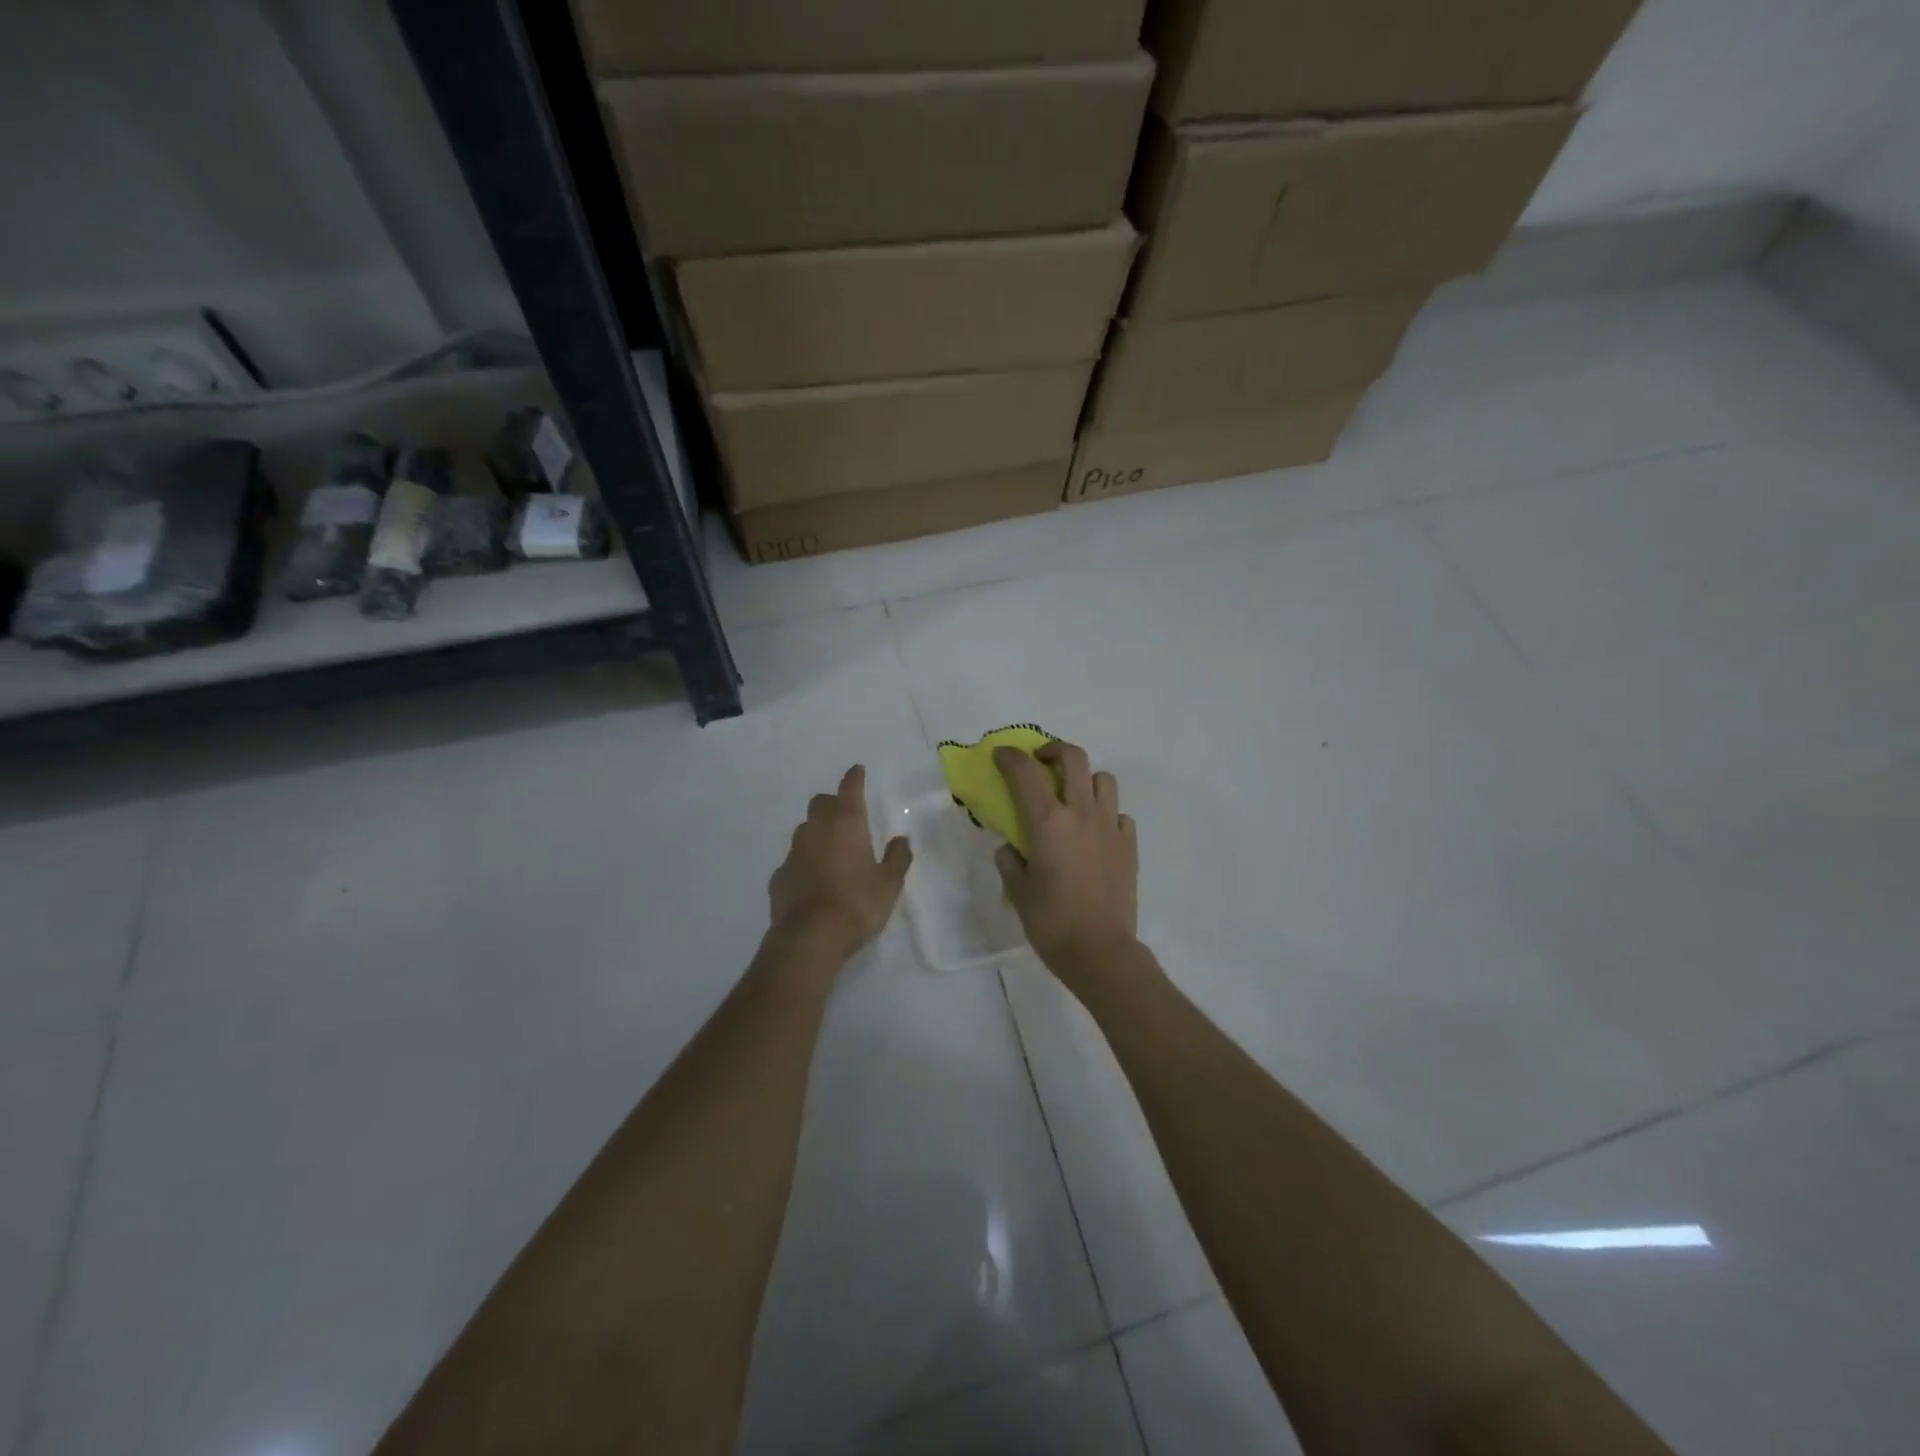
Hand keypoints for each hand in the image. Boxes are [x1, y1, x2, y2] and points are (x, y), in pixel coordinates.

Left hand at [768, 765, 911, 960]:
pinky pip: (793, 860)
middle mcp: (817, 830)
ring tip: (830, 848)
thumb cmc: (857, 904)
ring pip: (804, 830)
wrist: (810, 938)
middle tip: (845, 814)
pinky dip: (804, 862)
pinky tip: (812, 879)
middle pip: (820, 803)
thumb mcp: (889, 884)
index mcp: (847, 825)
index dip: (854, 778)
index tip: (857, 770)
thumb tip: (901, 839)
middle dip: (832, 803)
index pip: (850, 790)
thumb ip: (897, 858)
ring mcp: (794, 853)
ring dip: (816, 831)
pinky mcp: (779, 876)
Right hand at [994, 741, 1138, 978]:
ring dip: (1085, 779)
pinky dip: (1106, 813)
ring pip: (1104, 780)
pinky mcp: (1129, 845)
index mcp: (1048, 822)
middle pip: (1074, 758)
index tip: (1001, 755)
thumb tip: (1012, 847)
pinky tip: (1095, 831)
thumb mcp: (1018, 891)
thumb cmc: (1051, 922)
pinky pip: (1119, 813)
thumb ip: (1010, 860)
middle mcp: (1082, 814)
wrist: (1100, 952)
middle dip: (1054, 750)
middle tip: (1041, 761)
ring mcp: (1110, 827)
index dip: (1010, 757)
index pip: (1025, 772)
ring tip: (1073, 796)